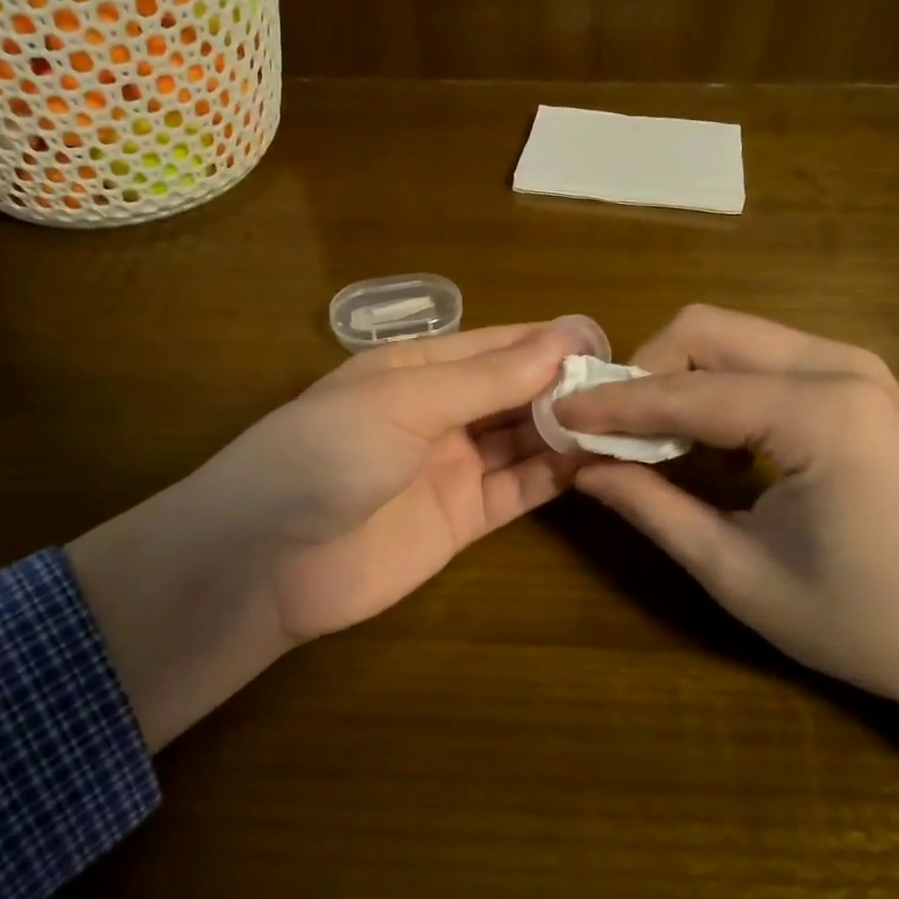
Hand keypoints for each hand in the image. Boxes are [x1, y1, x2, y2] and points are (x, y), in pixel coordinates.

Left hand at [69, 322, 586, 748]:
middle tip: (632, 389)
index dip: (551, 342)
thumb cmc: (327, 452)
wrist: (266, 561)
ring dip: (569, 431)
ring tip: (627, 424)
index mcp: (418, 368)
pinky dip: (555, 477)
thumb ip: (486, 377)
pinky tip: (596, 465)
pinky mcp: (462, 520)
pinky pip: (519, 490)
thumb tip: (565, 338)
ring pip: (524, 440)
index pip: (499, 346)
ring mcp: (452, 467)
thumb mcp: (404, 400)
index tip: (609, 343)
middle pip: (517, 392)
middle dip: (568, 388)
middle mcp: (439, 412)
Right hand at [555, 304, 898, 721]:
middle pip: (705, 328)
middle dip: (644, 372)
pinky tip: (709, 442)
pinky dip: (714, 386)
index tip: (555, 416)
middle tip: (611, 431)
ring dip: (676, 376)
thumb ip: (654, 510)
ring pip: (729, 333)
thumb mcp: (741, 576)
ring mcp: (853, 365)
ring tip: (653, 441)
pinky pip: (757, 356)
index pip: (685, 393)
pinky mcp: (855, 378)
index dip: (612, 406)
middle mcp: (838, 366)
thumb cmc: (870, 622)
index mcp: (818, 415)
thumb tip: (583, 468)